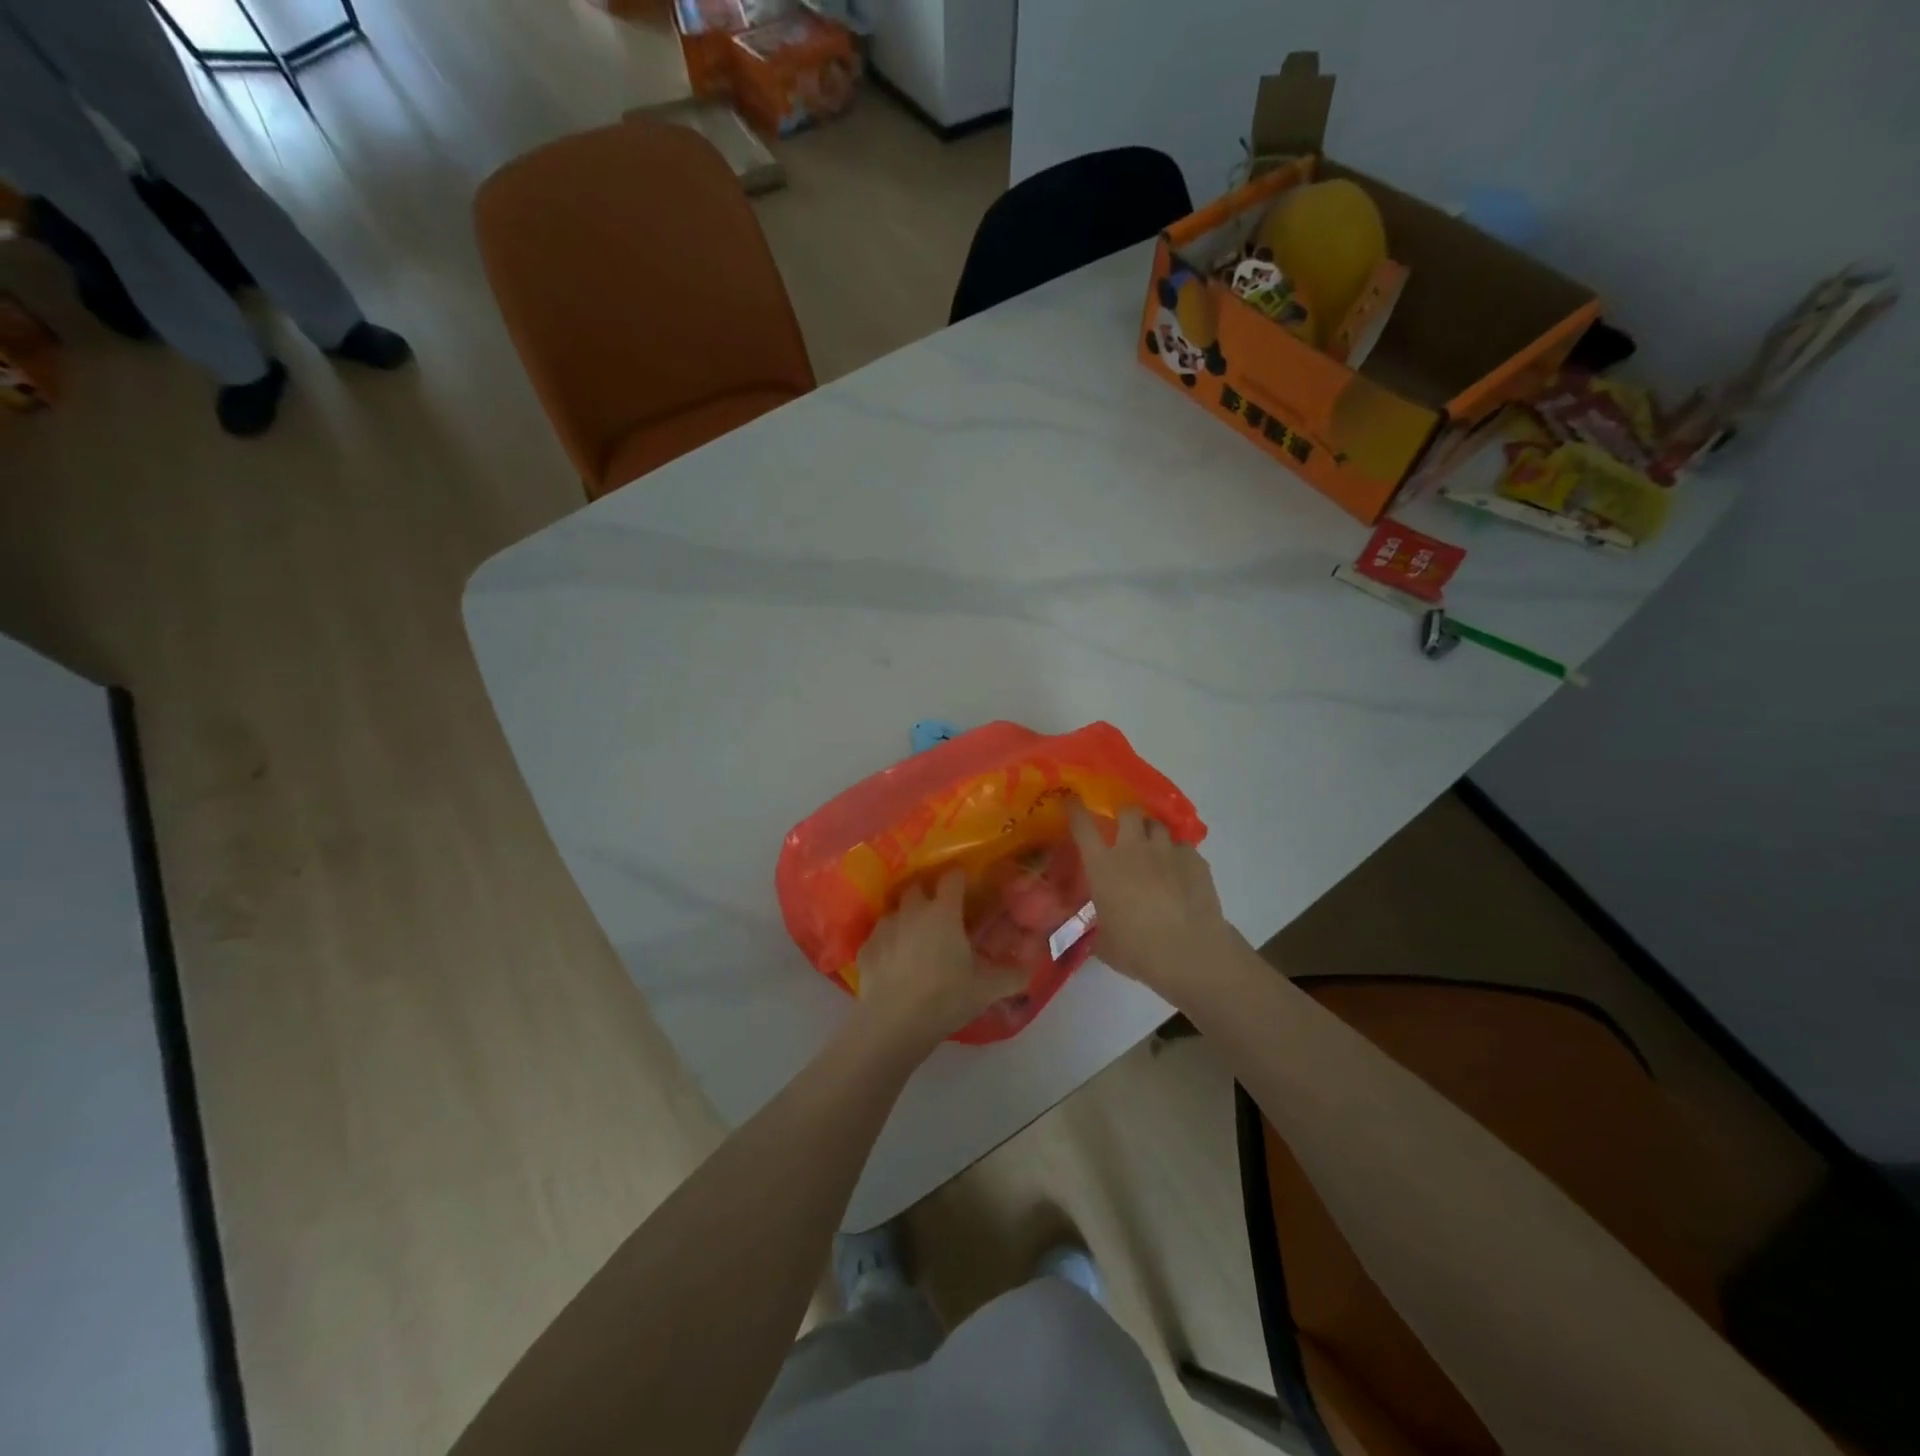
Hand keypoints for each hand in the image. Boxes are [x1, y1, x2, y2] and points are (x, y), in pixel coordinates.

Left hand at [853, 871, 1029, 1058]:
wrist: (894, 1023)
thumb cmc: (945, 998)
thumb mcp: (986, 990)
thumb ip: (1011, 977)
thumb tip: (1029, 971)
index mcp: (943, 912)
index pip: (952, 878)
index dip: (959, 878)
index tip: (965, 886)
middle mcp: (912, 911)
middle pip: (916, 887)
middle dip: (926, 893)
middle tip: (938, 913)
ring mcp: (885, 927)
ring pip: (895, 911)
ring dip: (905, 918)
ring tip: (913, 939)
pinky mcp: (866, 948)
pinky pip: (878, 937)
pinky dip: (887, 944)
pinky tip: (892, 962)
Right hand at [1070, 803, 1235, 998]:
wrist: (1189, 952)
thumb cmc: (1137, 949)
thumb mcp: (1104, 943)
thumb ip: (1096, 931)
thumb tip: (1094, 935)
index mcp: (1103, 866)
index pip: (1082, 826)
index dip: (1075, 809)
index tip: (1071, 801)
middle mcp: (1133, 849)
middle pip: (1128, 812)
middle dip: (1125, 816)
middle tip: (1125, 831)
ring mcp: (1167, 851)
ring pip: (1157, 825)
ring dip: (1152, 833)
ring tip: (1154, 850)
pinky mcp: (1195, 859)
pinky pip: (1183, 847)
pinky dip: (1178, 855)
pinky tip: (1180, 873)